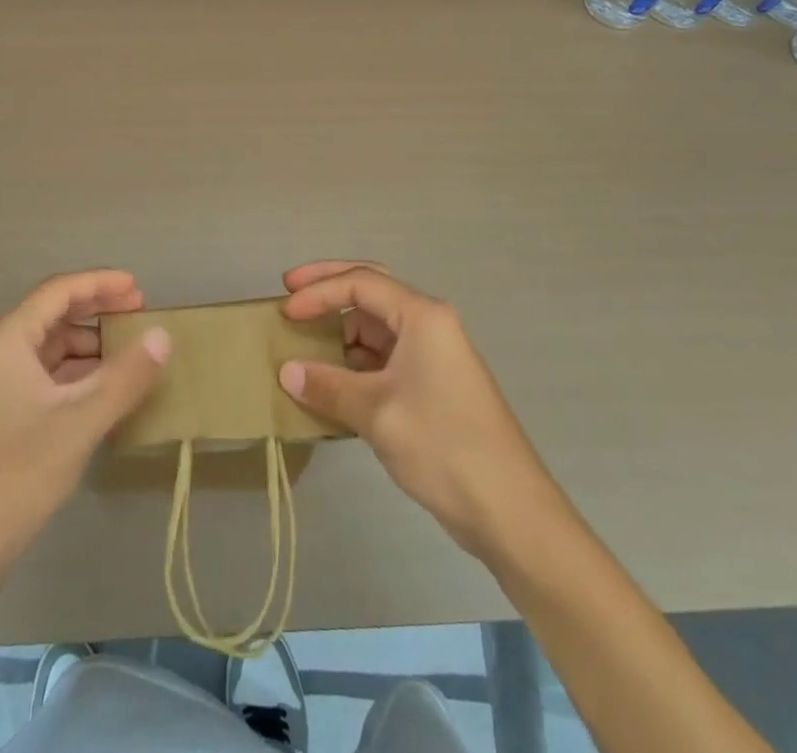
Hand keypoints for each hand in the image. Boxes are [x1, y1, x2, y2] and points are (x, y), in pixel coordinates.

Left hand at [0, 270, 170, 566]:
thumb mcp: (80, 422)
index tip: (139, 288)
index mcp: (6, 340)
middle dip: (96, 312)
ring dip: (87, 347)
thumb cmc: (16, 474)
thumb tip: (163, 336)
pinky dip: (75, 376)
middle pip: (52, 317)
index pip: (58, 292)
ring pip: (48, 350)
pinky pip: (43, 379)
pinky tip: (103, 391)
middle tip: (139, 314)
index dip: (100, 283)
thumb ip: (125, 376)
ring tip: (129, 354)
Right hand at [277, 261, 548, 557]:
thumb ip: (328, 386)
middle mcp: (429, 325)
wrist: (511, 513)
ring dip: (340, 333)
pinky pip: (384, 359)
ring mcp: (432, 356)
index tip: (286, 312)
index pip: (360, 283)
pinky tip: (330, 382)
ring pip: (376, 328)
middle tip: (290, 292)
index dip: (318, 292)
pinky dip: (354, 363)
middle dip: (329, 288)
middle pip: (371, 291)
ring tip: (303, 346)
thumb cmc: (444, 446)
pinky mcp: (432, 386)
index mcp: (422, 316)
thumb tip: (287, 372)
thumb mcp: (377, 413)